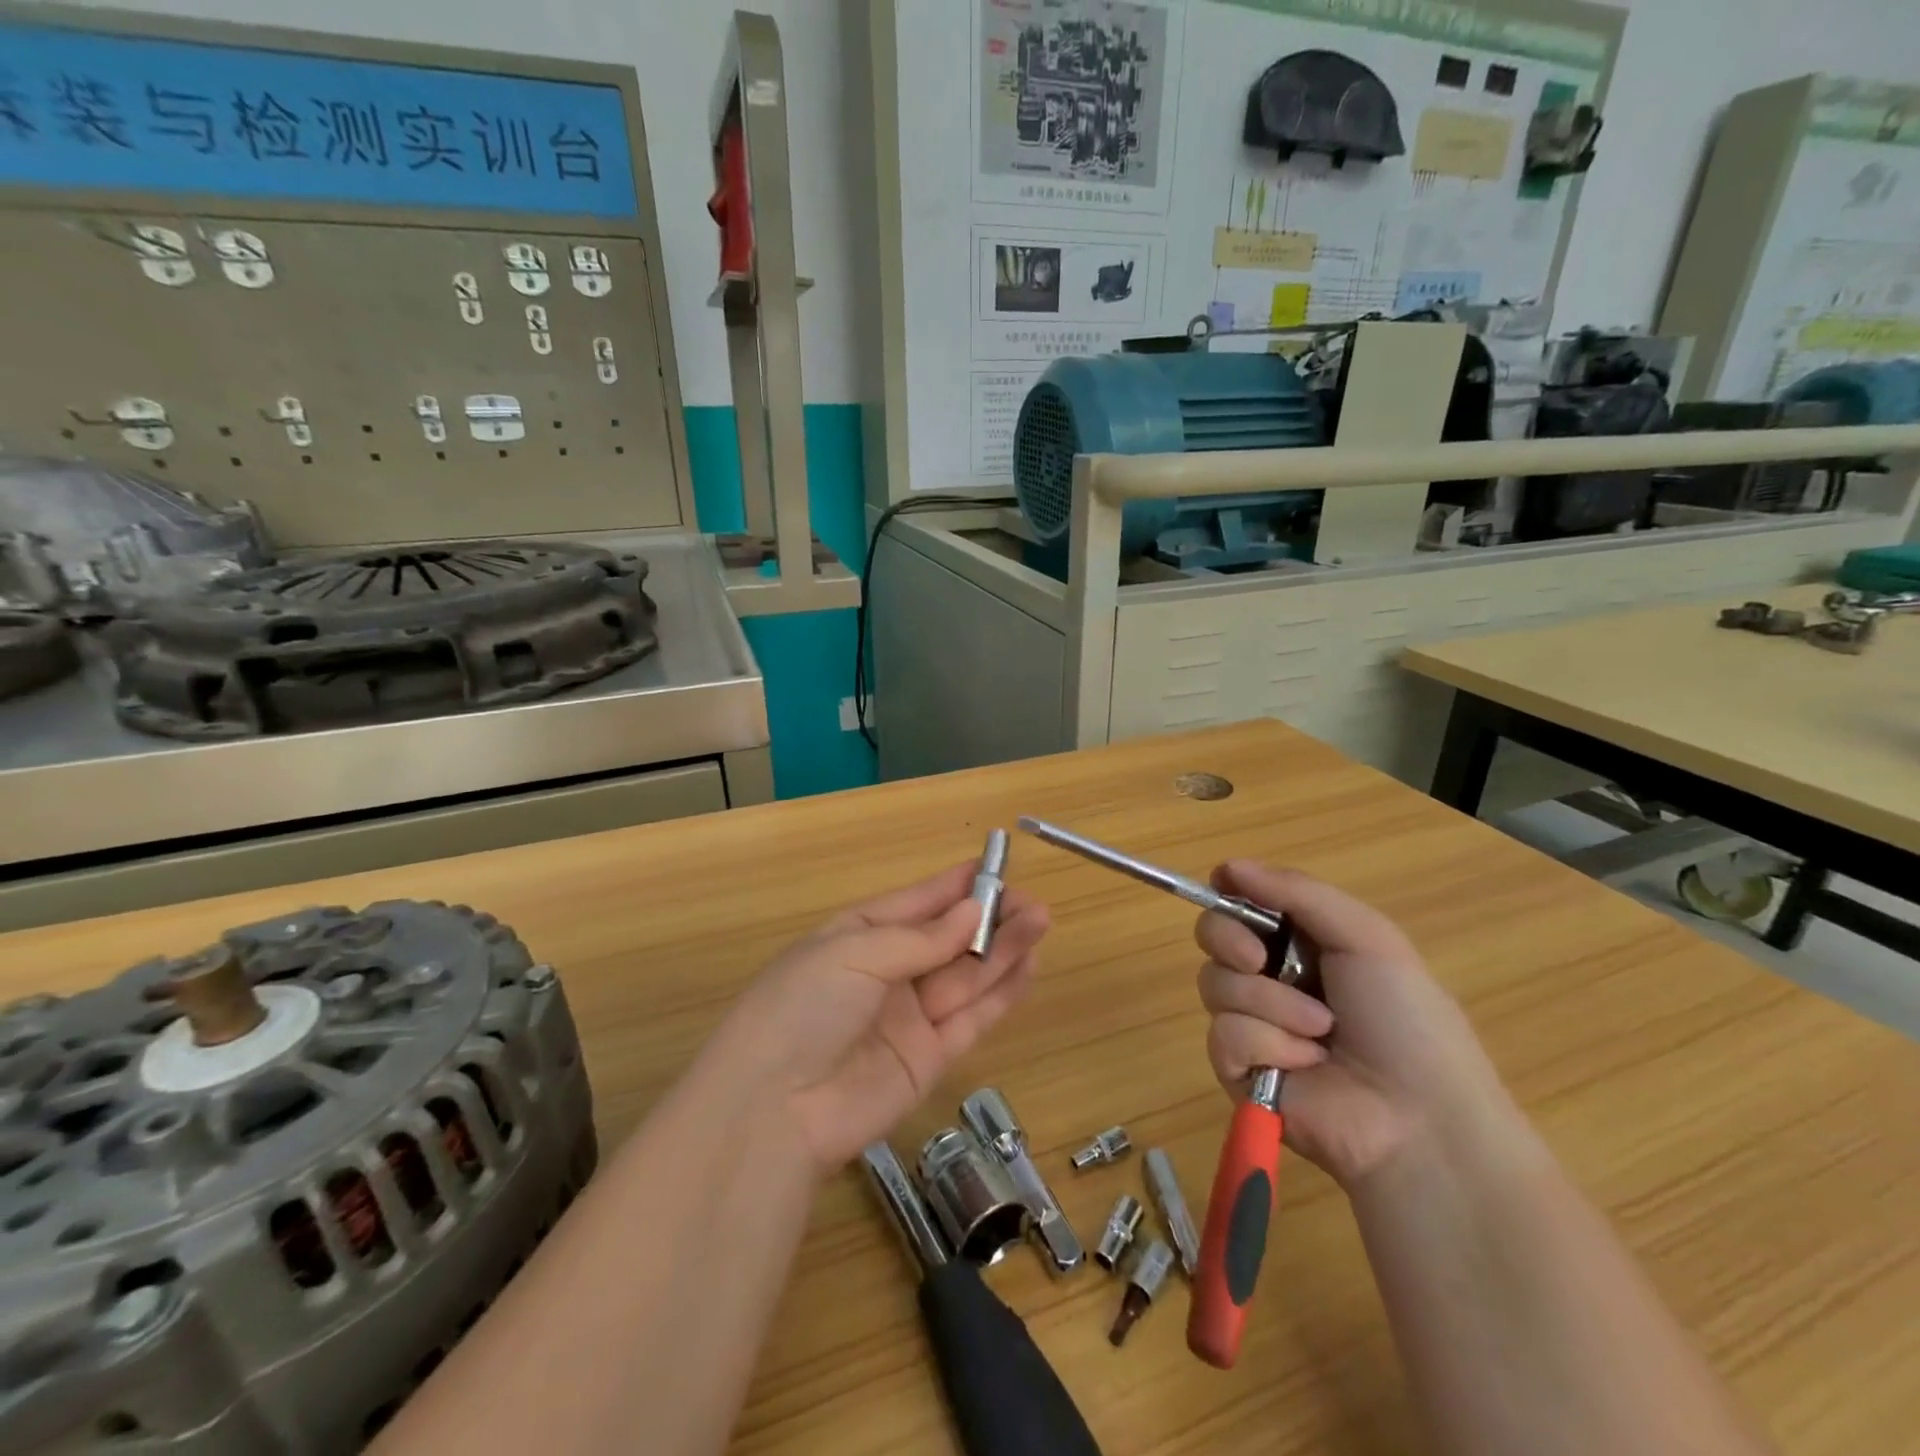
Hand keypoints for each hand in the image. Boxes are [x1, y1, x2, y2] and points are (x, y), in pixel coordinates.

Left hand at [714, 861, 1048, 1174]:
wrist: (774, 1109)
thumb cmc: (804, 1007)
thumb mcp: (855, 954)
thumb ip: (921, 939)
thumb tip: (972, 912)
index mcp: (858, 936)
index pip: (915, 904)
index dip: (954, 886)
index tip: (995, 866)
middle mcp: (886, 973)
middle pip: (947, 939)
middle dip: (988, 918)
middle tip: (1033, 903)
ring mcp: (909, 1017)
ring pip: (966, 975)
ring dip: (1003, 949)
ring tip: (1042, 921)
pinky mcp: (930, 1059)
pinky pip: (972, 1019)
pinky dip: (1002, 994)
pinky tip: (1029, 967)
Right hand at [1195, 861, 1514, 1188]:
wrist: (1420, 1120)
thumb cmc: (1405, 1020)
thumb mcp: (1367, 938)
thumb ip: (1298, 892)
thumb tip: (1227, 866)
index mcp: (1303, 943)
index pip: (1242, 902)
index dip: (1229, 893)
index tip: (1226, 887)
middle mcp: (1271, 977)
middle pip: (1213, 935)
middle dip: (1230, 940)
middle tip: (1260, 959)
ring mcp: (1252, 1024)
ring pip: (1215, 985)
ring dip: (1269, 1004)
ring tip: (1320, 1032)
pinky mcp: (1238, 1070)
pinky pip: (1223, 1036)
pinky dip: (1266, 1045)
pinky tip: (1304, 1065)